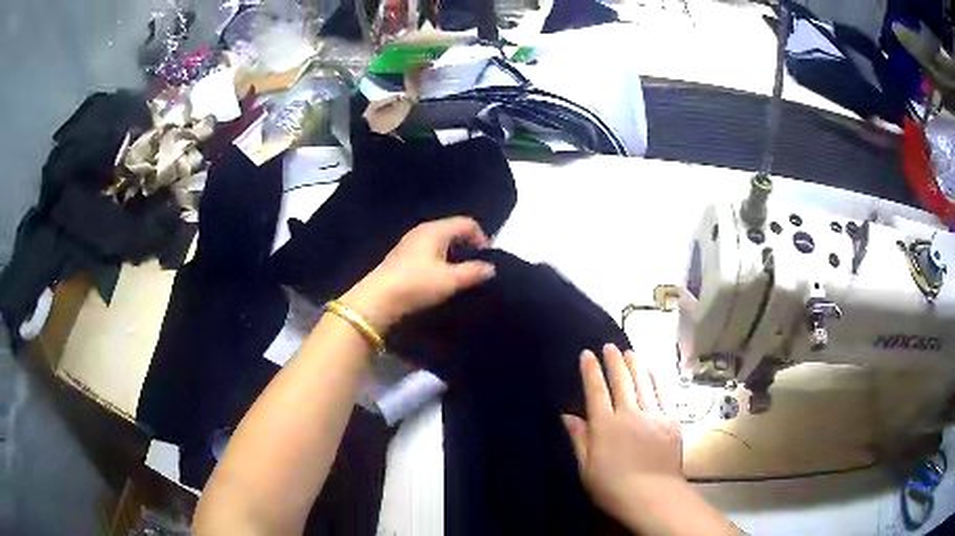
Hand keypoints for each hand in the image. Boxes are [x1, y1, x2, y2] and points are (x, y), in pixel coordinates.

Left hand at [341, 217, 495, 332]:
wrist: (377, 300)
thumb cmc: (416, 285)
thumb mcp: (450, 280)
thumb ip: (473, 272)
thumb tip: (491, 268)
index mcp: (435, 230)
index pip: (467, 223)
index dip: (482, 238)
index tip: (487, 260)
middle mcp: (422, 231)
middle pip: (453, 230)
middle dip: (468, 246)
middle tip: (476, 268)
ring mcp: (409, 244)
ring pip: (440, 242)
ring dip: (453, 255)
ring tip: (460, 276)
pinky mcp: (401, 258)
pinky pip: (428, 252)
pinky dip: (439, 261)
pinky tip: (439, 279)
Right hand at [563, 344, 682, 518]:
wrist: (652, 494)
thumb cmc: (613, 486)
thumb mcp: (586, 468)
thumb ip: (579, 439)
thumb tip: (566, 416)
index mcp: (605, 426)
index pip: (596, 391)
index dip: (591, 371)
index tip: (587, 354)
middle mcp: (628, 414)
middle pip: (621, 381)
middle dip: (614, 361)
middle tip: (610, 346)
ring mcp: (652, 415)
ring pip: (642, 383)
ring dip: (635, 365)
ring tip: (629, 351)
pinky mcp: (670, 420)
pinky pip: (663, 393)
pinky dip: (656, 379)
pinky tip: (652, 369)